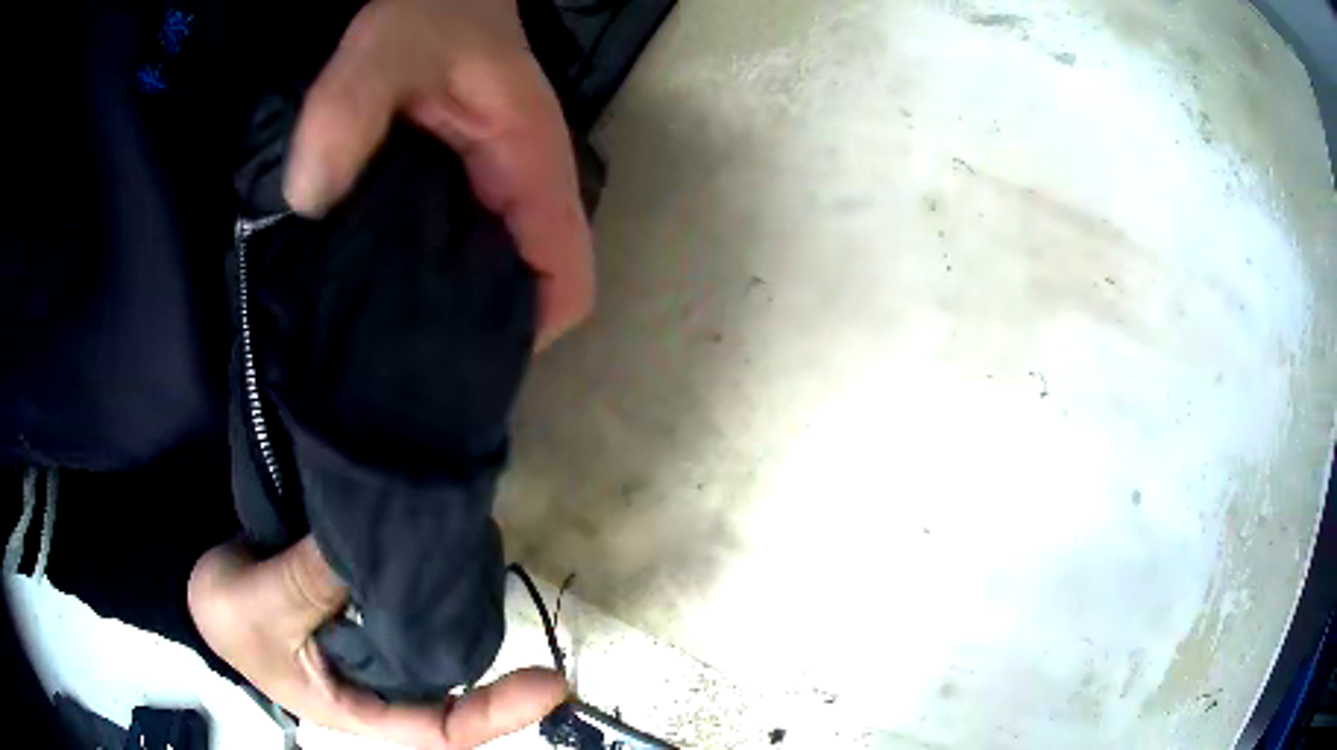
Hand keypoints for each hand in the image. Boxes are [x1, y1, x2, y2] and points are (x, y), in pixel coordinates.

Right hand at [188, 536, 565, 748]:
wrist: (204, 581)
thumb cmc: (225, 617)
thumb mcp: (259, 609)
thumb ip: (309, 581)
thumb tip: (371, 546)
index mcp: (357, 707)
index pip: (438, 729)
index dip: (494, 715)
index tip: (550, 684)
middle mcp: (376, 680)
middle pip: (447, 684)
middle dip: (493, 663)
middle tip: (531, 618)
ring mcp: (373, 640)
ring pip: (431, 638)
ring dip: (461, 612)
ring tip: (490, 567)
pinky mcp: (364, 603)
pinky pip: (405, 597)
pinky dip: (426, 579)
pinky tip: (445, 545)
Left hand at [285, 0, 594, 349]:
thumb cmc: (432, 12)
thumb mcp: (388, 48)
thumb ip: (349, 111)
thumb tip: (310, 201)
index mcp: (528, 166)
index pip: (565, 278)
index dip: (530, 334)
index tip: (461, 368)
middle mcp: (520, 191)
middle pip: (527, 294)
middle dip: (476, 338)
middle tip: (400, 369)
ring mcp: (491, 192)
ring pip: (489, 279)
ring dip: (446, 314)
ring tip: (379, 343)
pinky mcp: (459, 187)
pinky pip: (453, 252)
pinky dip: (421, 280)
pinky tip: (371, 292)